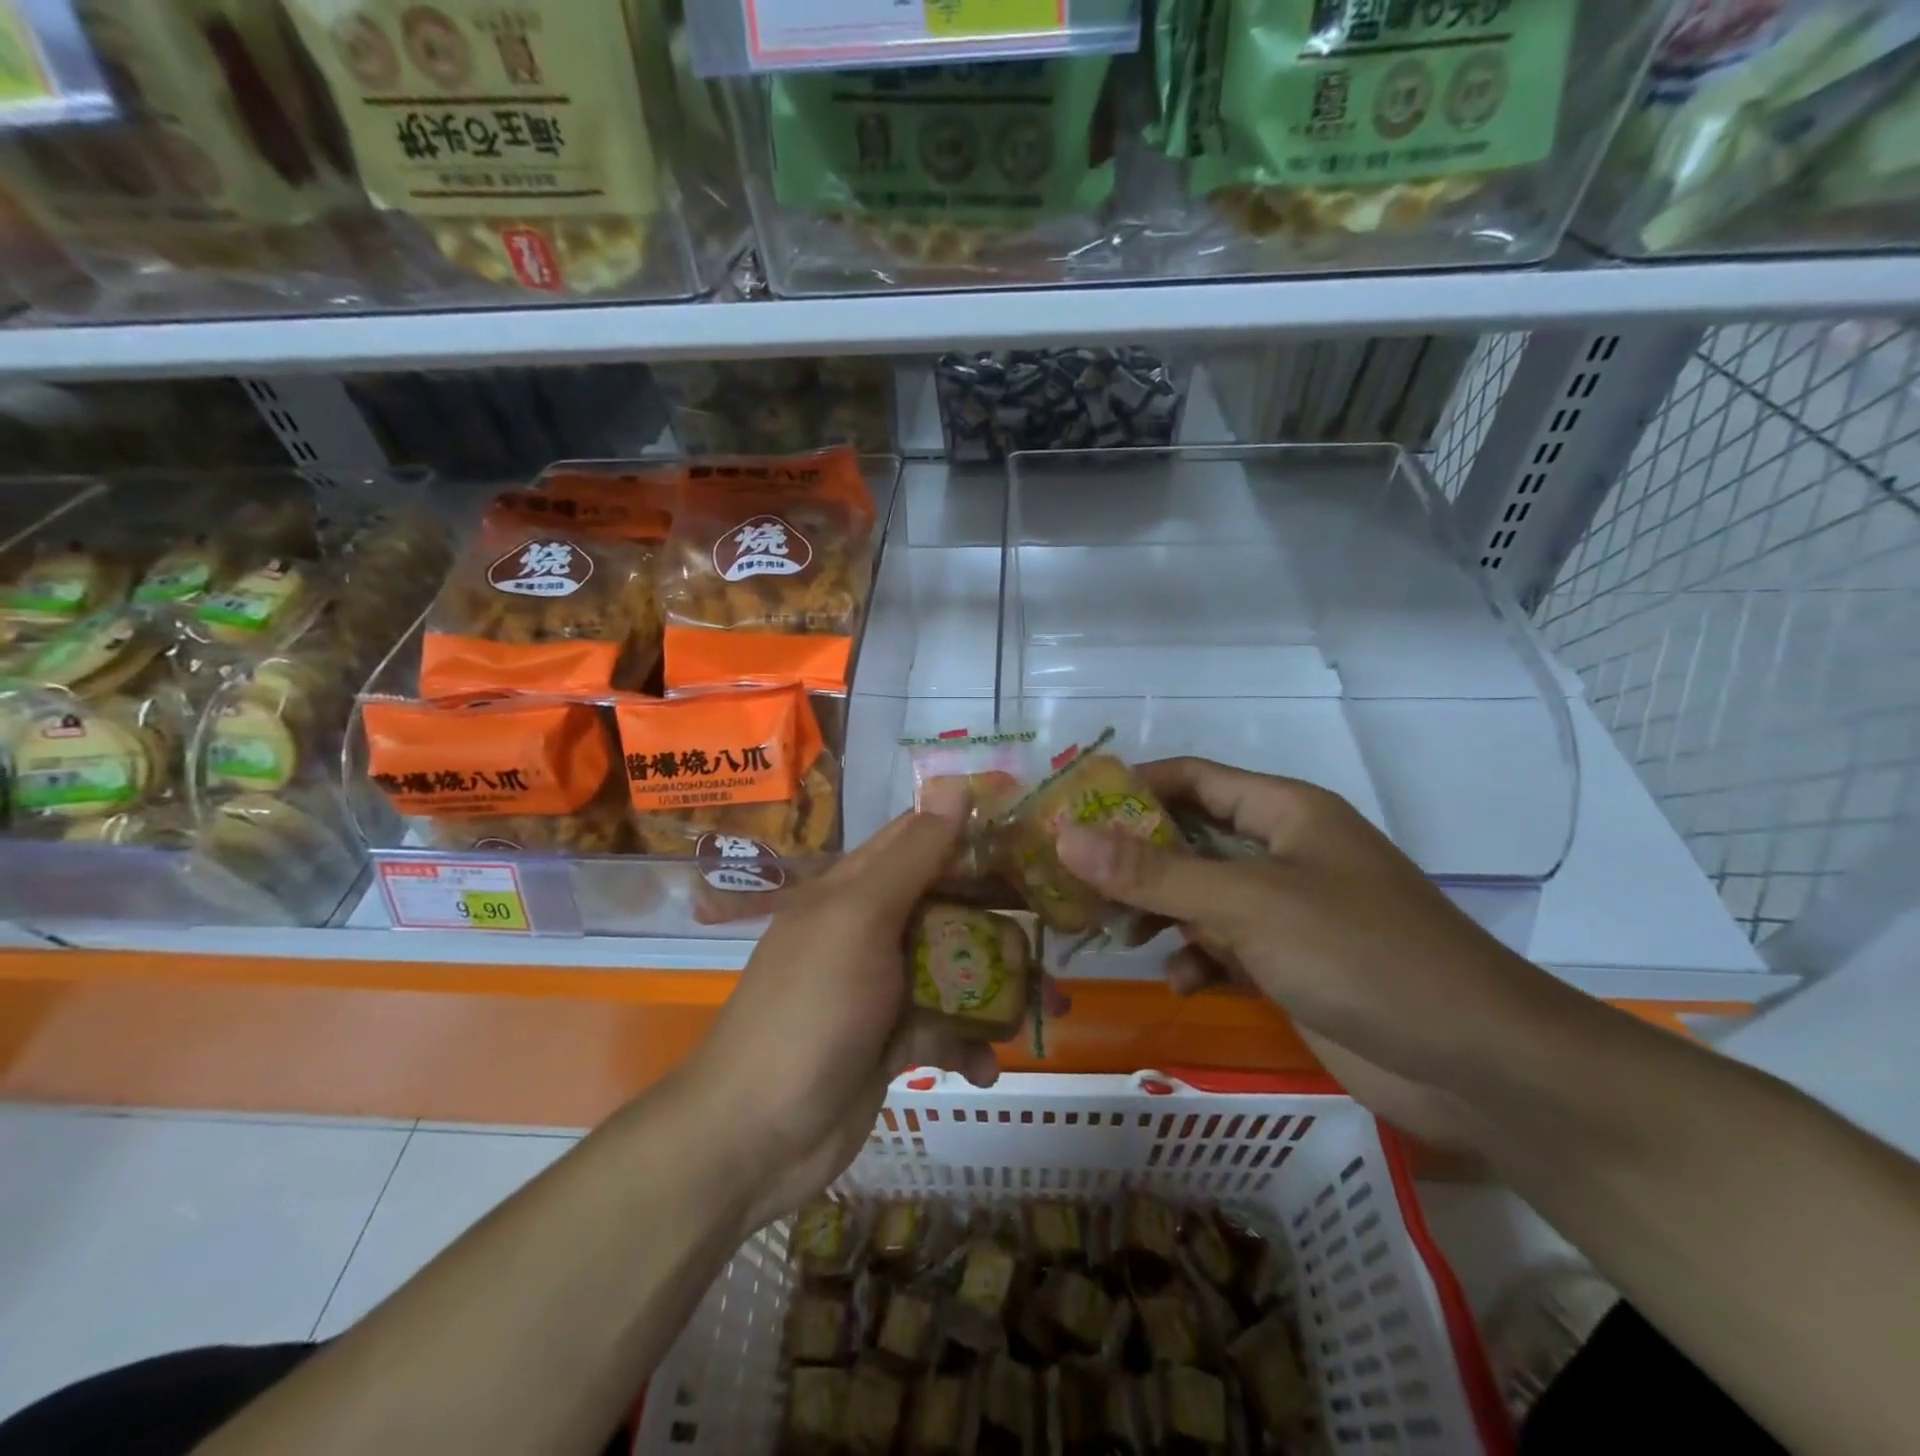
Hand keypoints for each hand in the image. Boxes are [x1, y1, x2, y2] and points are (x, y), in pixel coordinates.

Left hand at [681, 790, 1063, 1231]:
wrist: (757, 1135)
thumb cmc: (812, 1010)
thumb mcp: (861, 920)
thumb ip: (914, 856)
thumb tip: (955, 783)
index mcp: (855, 888)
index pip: (920, 839)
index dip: (973, 832)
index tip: (1034, 837)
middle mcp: (868, 928)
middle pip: (947, 905)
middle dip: (1000, 917)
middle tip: (1059, 925)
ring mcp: (880, 986)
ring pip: (954, 968)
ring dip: (998, 987)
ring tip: (1048, 1009)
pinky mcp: (892, 1039)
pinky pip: (944, 1027)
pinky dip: (969, 1045)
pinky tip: (984, 1069)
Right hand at [1054, 758, 1565, 1144]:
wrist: (1477, 1064)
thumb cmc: (1360, 954)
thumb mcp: (1247, 904)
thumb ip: (1154, 872)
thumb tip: (1066, 836)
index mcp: (1282, 811)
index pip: (1190, 778)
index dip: (1129, 787)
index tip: (1067, 810)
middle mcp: (1282, 851)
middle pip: (1187, 838)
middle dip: (1132, 860)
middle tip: (1070, 881)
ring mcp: (1287, 909)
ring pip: (1199, 895)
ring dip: (1157, 912)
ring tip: (1111, 934)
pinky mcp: (1290, 962)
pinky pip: (1223, 946)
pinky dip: (1196, 958)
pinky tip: (1180, 983)